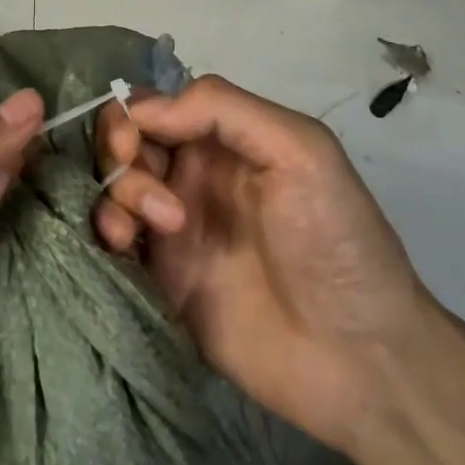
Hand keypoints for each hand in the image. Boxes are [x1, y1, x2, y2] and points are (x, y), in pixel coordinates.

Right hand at [93, 75, 427, 449]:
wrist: (358, 359)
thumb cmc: (335, 241)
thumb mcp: (301, 150)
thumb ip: (223, 110)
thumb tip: (146, 110)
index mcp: (225, 141)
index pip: (156, 105)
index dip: (133, 115)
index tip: (132, 144)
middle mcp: (193, 175)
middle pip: (126, 140)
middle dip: (119, 151)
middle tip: (141, 182)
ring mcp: (174, 227)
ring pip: (114, 186)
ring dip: (117, 193)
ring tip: (156, 227)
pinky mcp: (162, 277)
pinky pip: (113, 238)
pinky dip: (107, 230)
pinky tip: (124, 247)